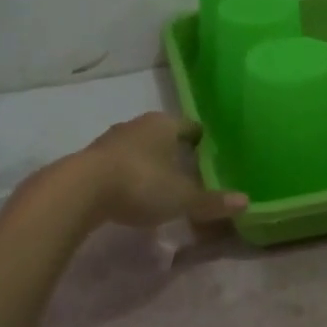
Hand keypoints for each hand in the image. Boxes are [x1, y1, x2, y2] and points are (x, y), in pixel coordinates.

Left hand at [73, 112, 248, 227]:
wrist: (80, 190)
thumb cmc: (141, 183)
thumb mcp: (181, 198)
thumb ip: (212, 201)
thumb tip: (246, 202)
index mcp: (164, 124)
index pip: (190, 127)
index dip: (201, 140)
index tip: (210, 154)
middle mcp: (138, 124)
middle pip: (163, 135)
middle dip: (175, 151)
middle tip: (190, 171)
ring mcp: (112, 139)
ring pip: (140, 147)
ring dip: (150, 162)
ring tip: (162, 183)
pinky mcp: (92, 158)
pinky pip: (120, 163)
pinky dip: (129, 174)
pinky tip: (133, 192)